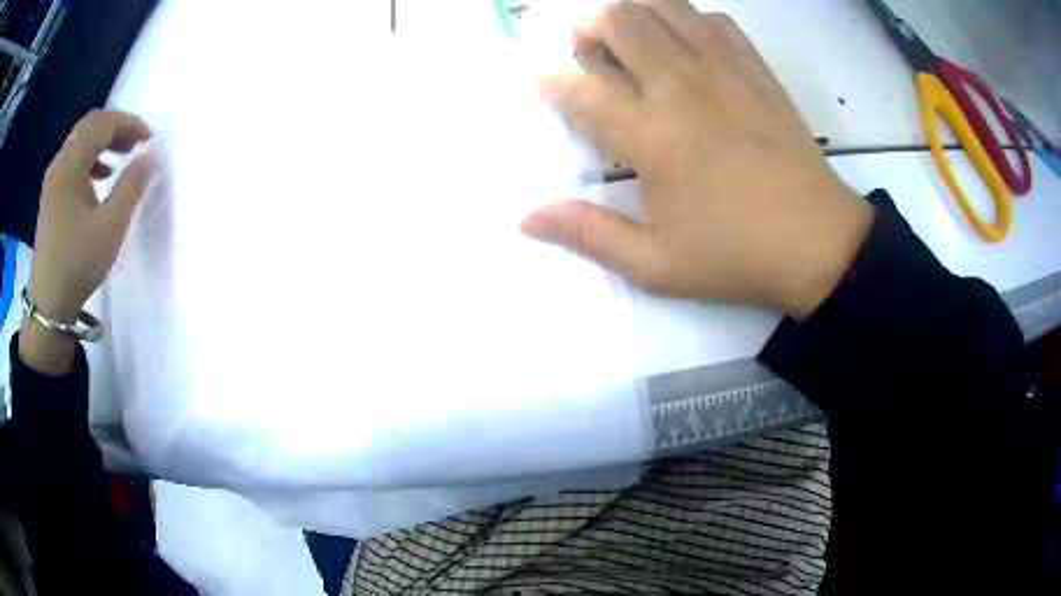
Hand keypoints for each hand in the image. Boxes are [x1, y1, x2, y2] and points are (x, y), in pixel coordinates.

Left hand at [19, 109, 152, 374]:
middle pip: (90, 126)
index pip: (103, 124)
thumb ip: (132, 185)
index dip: (129, 124)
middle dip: (116, 128)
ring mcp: (53, 179)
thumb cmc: (78, 263)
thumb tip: (149, 155)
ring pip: (80, 142)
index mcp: (71, 163)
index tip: (148, 139)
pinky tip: (100, 178)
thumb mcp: (111, 226)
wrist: (48, 304)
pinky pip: (72, 161)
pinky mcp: (51, 196)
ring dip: (103, 142)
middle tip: (136, 143)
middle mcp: (60, 162)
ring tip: (121, 158)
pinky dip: (90, 159)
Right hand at [521, 0, 872, 318]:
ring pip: (662, 5)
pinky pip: (711, 19)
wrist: (819, 243)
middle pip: (617, 18)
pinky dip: (686, 22)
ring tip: (631, 42)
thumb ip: (588, 235)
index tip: (542, 79)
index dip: (548, 78)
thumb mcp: (656, 264)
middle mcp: (681, 85)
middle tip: (589, 55)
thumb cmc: (737, 255)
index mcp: (652, 136)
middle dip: (586, 26)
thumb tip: (527, 219)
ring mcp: (723, 68)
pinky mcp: (755, 67)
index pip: (579, 87)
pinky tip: (686, 49)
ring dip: (632, 13)